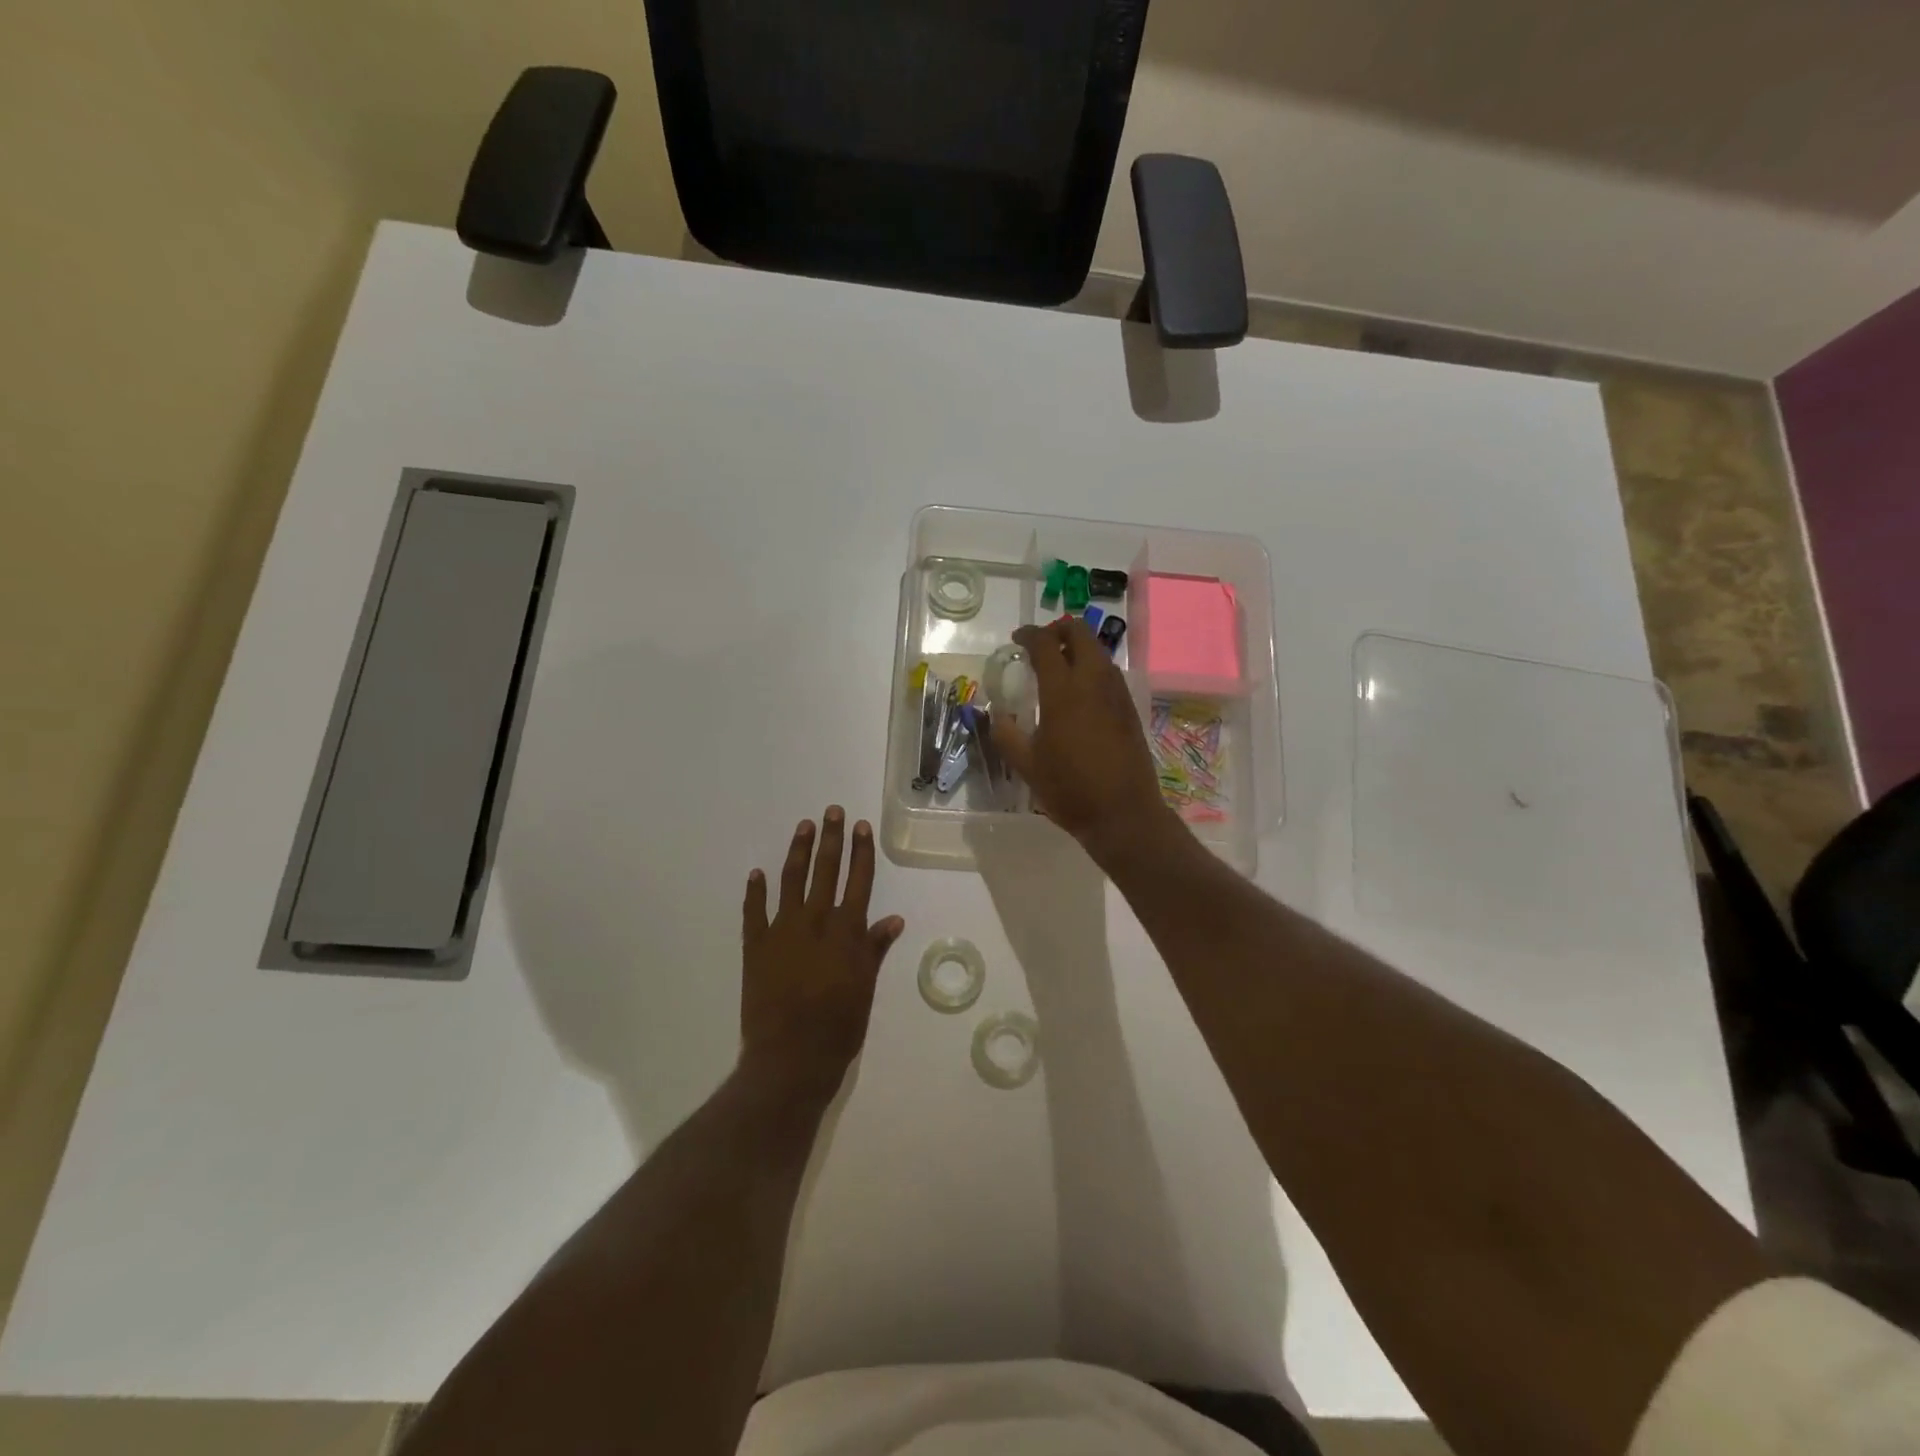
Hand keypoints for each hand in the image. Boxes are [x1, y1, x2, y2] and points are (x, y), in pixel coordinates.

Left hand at [741, 807, 905, 1101]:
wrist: (790, 1058)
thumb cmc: (838, 1027)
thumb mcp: (866, 988)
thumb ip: (875, 949)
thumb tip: (894, 919)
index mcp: (846, 931)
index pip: (858, 880)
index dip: (860, 851)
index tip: (861, 826)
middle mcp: (815, 922)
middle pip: (825, 871)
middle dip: (830, 838)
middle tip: (831, 811)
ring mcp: (782, 931)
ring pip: (791, 881)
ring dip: (797, 852)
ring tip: (802, 827)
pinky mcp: (755, 946)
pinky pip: (754, 911)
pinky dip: (756, 891)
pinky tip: (757, 873)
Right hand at [992, 617, 1177, 864]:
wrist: (1124, 814)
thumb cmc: (1070, 789)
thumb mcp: (1027, 765)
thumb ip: (1006, 734)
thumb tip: (996, 715)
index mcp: (1064, 691)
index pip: (1046, 644)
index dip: (1029, 635)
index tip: (1017, 639)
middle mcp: (1094, 682)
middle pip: (1081, 633)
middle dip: (1059, 629)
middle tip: (1041, 644)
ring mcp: (1116, 694)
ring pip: (1099, 651)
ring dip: (1078, 647)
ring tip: (1059, 666)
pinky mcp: (1129, 709)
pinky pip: (1110, 673)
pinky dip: (1092, 667)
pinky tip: (1080, 692)